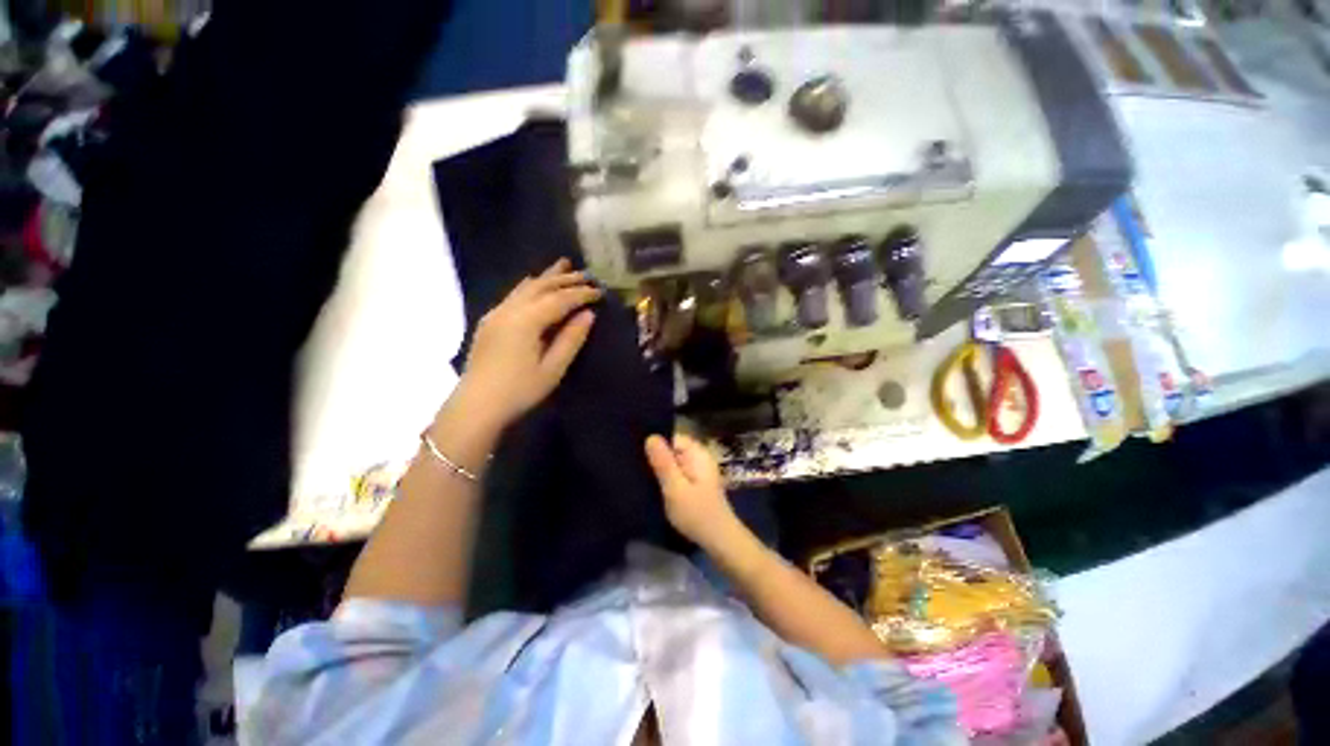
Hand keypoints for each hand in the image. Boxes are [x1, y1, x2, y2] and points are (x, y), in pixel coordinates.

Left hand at [456, 259, 600, 428]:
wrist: (476, 405)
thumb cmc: (519, 390)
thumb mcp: (553, 368)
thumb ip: (571, 339)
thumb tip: (589, 315)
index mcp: (526, 320)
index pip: (560, 299)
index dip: (581, 294)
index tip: (600, 291)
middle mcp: (510, 309)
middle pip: (542, 286)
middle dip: (566, 278)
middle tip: (587, 274)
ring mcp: (497, 313)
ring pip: (525, 287)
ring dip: (547, 276)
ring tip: (563, 265)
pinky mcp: (490, 321)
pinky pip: (514, 295)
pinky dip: (530, 285)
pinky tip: (534, 283)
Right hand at [645, 434, 737, 546]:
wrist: (719, 539)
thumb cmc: (696, 513)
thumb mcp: (675, 488)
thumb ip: (663, 462)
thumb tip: (651, 436)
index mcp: (697, 452)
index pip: (671, 436)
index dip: (654, 442)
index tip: (636, 451)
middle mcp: (699, 456)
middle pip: (672, 448)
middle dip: (656, 456)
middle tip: (633, 465)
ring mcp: (699, 469)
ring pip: (674, 461)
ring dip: (660, 468)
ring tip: (639, 474)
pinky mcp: (696, 482)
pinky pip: (678, 472)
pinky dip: (667, 477)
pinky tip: (654, 485)